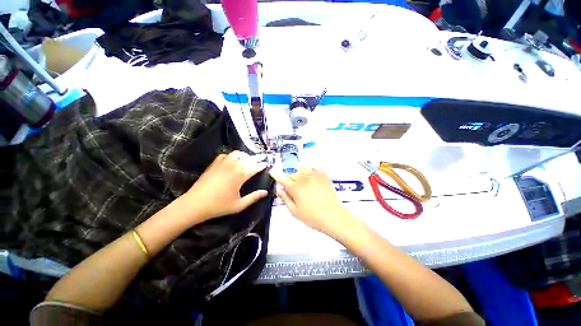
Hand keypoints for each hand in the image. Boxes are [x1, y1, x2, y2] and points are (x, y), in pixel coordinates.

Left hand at [183, 151, 267, 222]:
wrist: (195, 204)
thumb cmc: (218, 206)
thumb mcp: (239, 205)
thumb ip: (253, 197)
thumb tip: (265, 192)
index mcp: (240, 176)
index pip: (254, 167)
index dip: (261, 165)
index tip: (266, 164)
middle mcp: (232, 166)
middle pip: (247, 158)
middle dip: (256, 158)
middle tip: (260, 159)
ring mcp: (222, 164)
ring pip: (236, 154)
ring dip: (244, 155)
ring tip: (247, 159)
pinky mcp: (214, 164)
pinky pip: (225, 155)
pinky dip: (231, 155)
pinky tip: (232, 160)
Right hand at [269, 165, 353, 236]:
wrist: (333, 216)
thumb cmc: (312, 217)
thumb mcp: (294, 211)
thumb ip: (285, 199)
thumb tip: (278, 189)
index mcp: (295, 188)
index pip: (281, 177)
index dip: (275, 174)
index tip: (272, 171)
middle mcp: (303, 178)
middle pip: (291, 173)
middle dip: (288, 177)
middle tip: (290, 185)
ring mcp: (314, 175)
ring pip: (301, 167)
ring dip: (298, 172)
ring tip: (301, 179)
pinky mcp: (323, 175)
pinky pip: (314, 168)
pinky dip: (310, 170)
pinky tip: (311, 177)